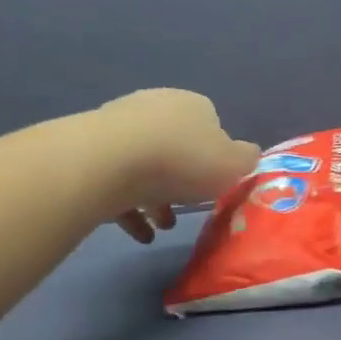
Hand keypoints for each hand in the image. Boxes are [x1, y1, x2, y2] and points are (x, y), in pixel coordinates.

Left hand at [95, 89, 259, 242]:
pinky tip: (139, 234)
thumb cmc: (183, 160)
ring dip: (155, 198)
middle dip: (181, 180)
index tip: (214, 185)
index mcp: (192, 105)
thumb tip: (248, 155)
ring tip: (162, 228)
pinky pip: (116, 183)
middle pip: (174, 147)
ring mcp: (120, 127)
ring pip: (144, 166)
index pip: (210, 125)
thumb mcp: (233, 164)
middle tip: (187, 210)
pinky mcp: (92, 152)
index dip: (214, 157)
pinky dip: (129, 209)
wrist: (112, 161)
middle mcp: (155, 108)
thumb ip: (246, 160)